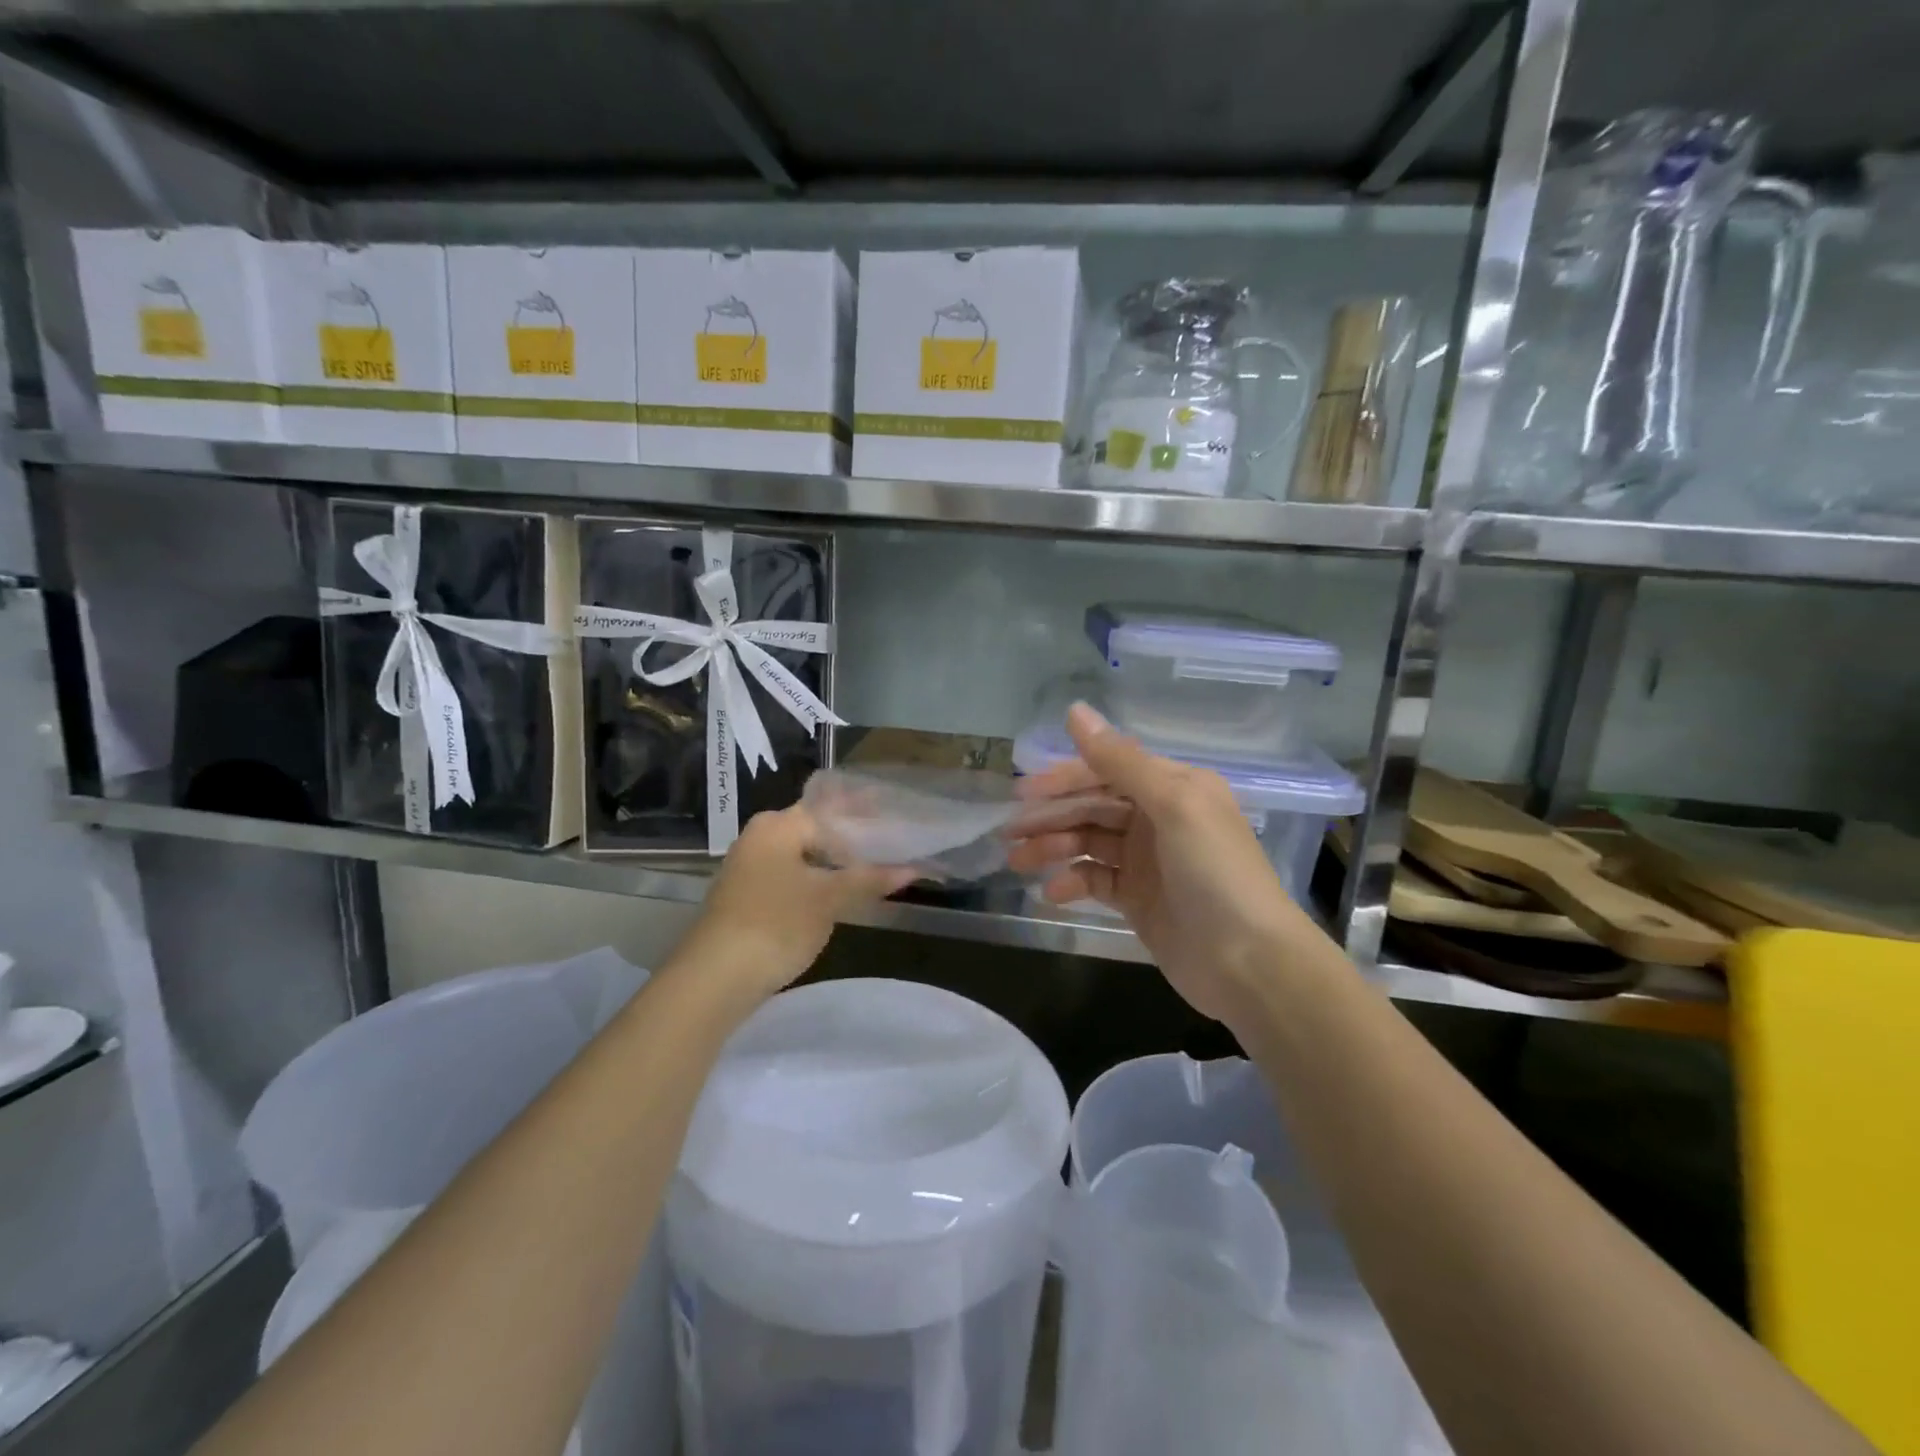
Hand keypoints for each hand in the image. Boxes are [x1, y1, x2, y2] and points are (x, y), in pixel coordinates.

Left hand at [674, 806, 916, 1003]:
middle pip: (815, 829)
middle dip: (852, 837)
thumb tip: (913, 868)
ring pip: (803, 854)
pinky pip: (792, 875)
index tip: (895, 813)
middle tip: (892, 842)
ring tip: (874, 866)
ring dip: (836, 860)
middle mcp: (759, 837)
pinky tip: (840, 891)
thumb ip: (870, 879)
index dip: (865, 811)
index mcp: (778, 825)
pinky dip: (818, 878)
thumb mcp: (829, 899)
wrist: (715, 978)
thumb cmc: (776, 924)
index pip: (830, 807)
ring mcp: (750, 867)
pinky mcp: (747, 896)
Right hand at [1007, 703, 1317, 1024]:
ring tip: (1019, 862)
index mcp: (1173, 786)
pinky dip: (1073, 883)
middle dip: (1051, 817)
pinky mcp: (1139, 898)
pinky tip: (1053, 893)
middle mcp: (1159, 817)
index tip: (1023, 794)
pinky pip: (1096, 880)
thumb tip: (1075, 710)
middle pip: (1093, 806)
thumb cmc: (1214, 872)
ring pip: (1089, 842)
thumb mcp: (1172, 805)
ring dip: (1054, 848)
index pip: (1107, 770)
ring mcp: (1147, 860)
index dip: (1064, 779)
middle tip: (1009, 833)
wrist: (1249, 962)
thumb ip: (1120, 760)